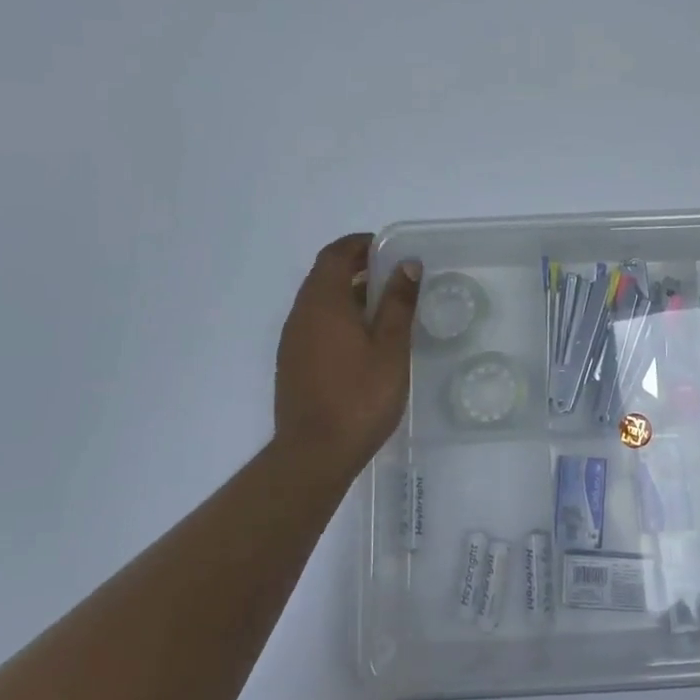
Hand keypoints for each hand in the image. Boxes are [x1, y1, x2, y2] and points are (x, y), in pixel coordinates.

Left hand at [274, 234, 421, 472]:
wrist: (314, 454)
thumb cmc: (359, 396)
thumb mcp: (389, 347)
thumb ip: (398, 303)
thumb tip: (406, 265)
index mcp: (323, 303)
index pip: (335, 255)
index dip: (360, 245)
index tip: (388, 249)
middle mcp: (301, 314)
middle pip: (324, 275)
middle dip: (356, 268)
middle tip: (393, 277)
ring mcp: (293, 340)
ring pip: (319, 301)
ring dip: (348, 293)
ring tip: (384, 309)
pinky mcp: (293, 363)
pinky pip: (315, 324)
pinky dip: (338, 317)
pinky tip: (363, 341)